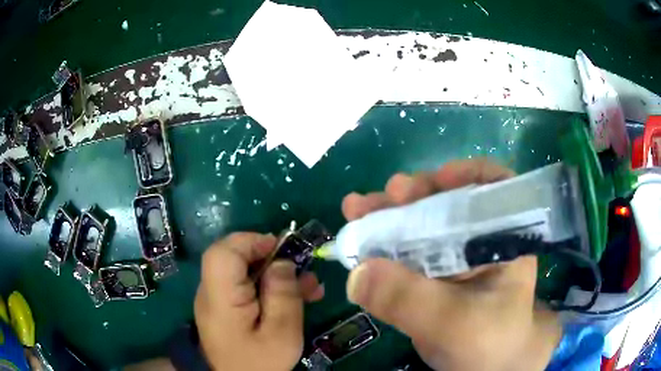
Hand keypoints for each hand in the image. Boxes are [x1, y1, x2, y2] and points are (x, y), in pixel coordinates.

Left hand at [195, 233, 324, 370]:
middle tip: (303, 269)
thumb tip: (282, 262)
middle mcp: (212, 292)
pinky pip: (246, 286)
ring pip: (244, 271)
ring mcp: (217, 298)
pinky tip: (297, 297)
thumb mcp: (281, 333)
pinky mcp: (226, 307)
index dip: (251, 242)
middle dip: (272, 258)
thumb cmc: (260, 362)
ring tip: (310, 286)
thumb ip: (283, 295)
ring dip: (276, 273)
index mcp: (220, 298)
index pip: (223, 252)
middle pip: (235, 258)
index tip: (283, 250)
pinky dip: (269, 287)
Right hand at [341, 159, 561, 370]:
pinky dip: (384, 244)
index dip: (467, 174)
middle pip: (449, 202)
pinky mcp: (435, 276)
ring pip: (423, 225)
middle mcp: (481, 240)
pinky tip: (361, 240)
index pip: (495, 188)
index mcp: (503, 240)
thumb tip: (356, 272)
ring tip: (358, 208)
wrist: (488, 370)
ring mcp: (456, 258)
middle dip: (415, 195)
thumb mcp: (453, 325)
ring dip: (390, 215)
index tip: (437, 178)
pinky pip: (409, 252)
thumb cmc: (489, 343)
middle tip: (385, 195)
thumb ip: (409, 300)